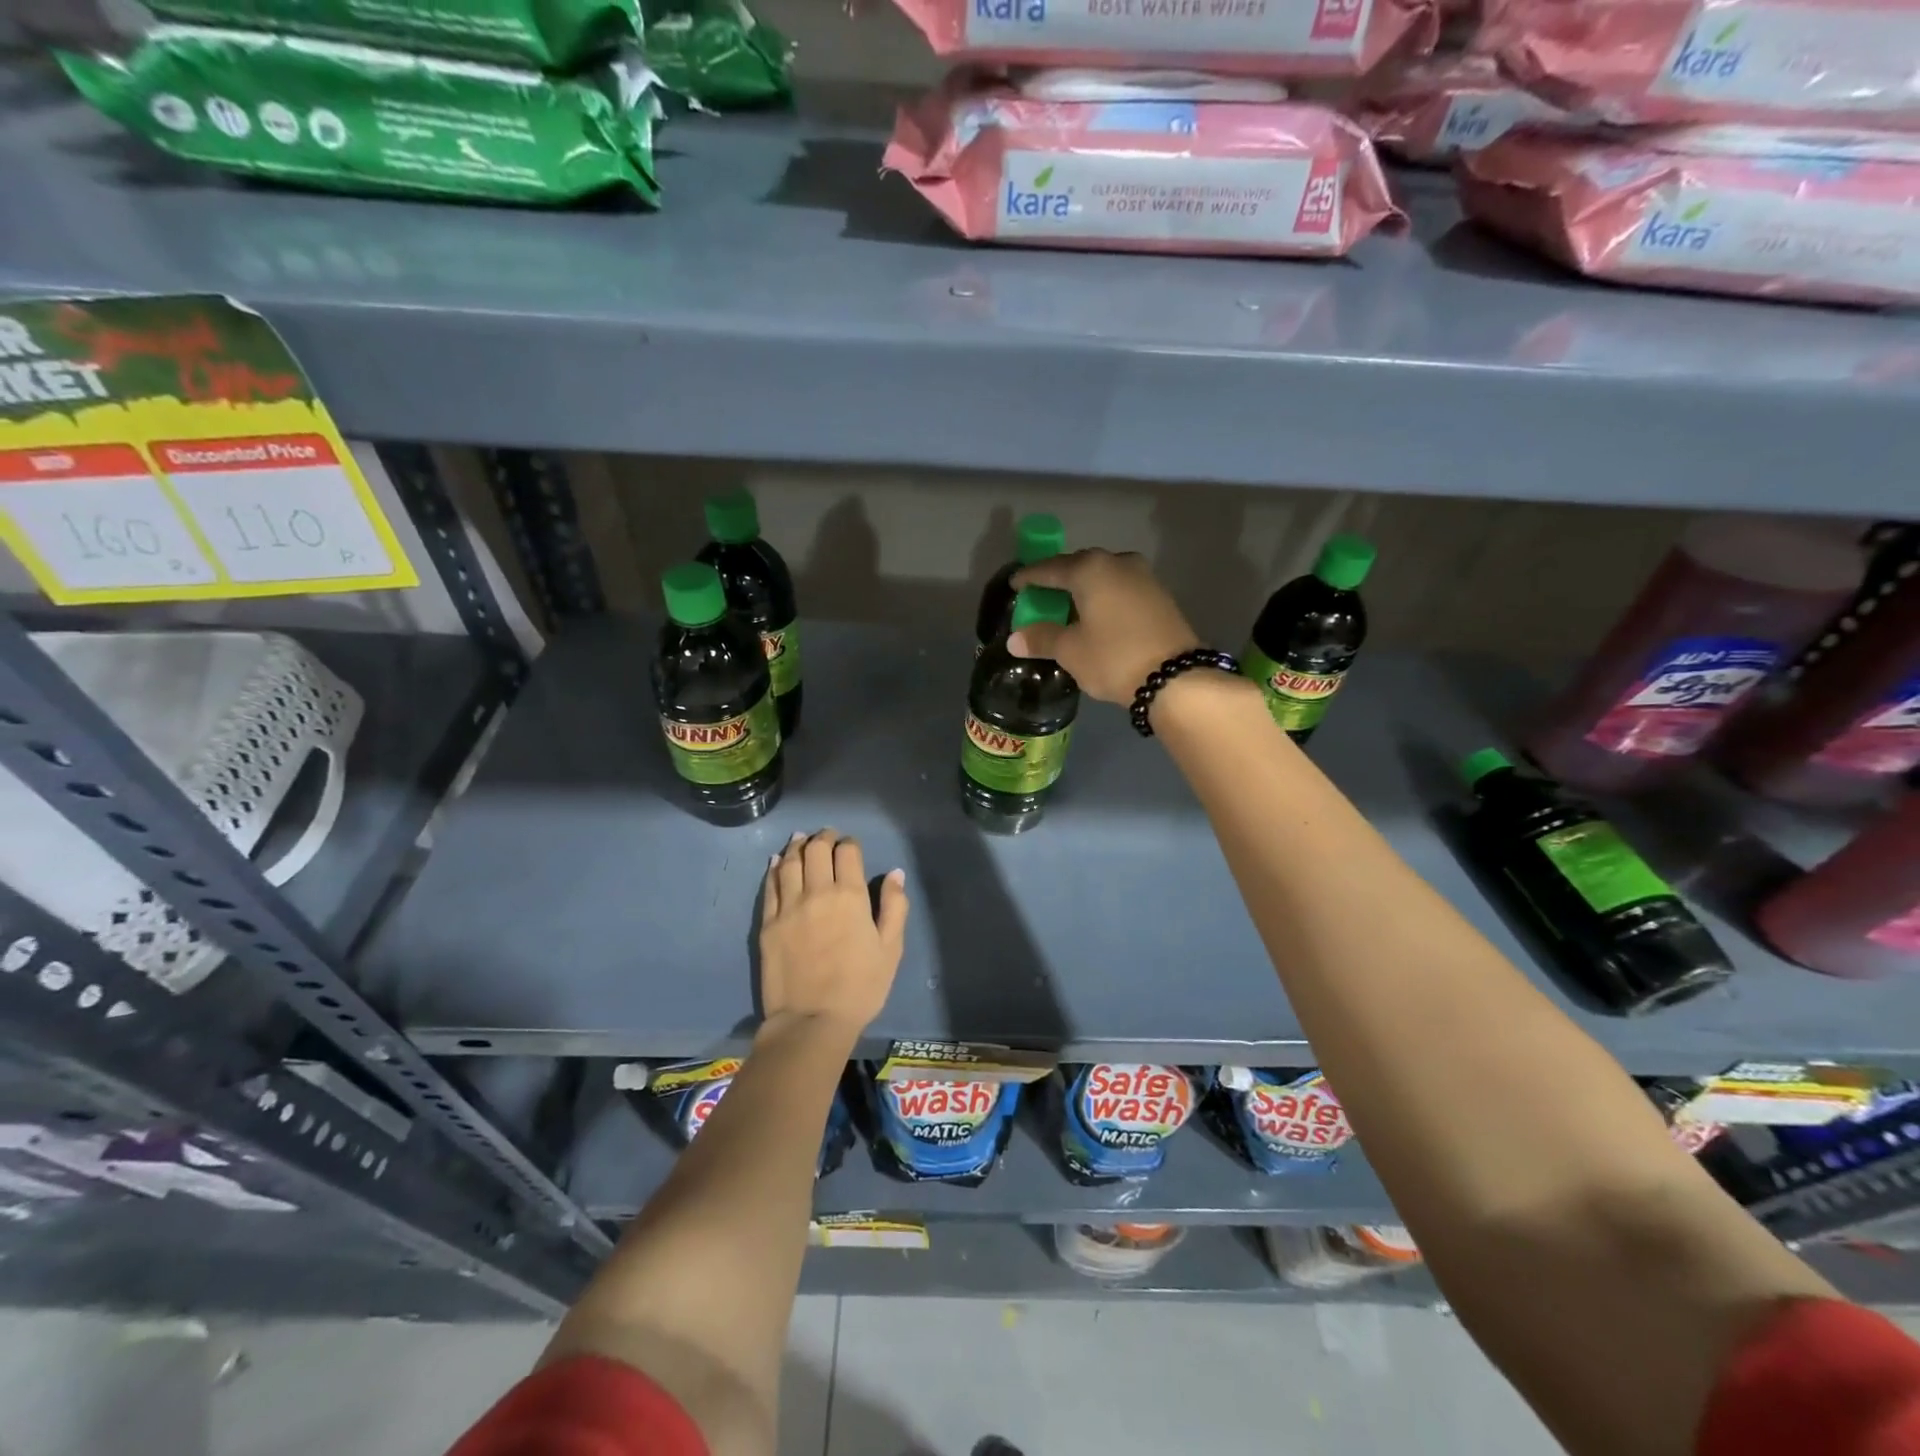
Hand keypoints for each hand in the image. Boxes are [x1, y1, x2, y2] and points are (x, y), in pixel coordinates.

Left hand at [759, 829, 907, 1034]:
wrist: (811, 1021)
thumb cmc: (860, 987)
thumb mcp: (891, 949)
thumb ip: (895, 907)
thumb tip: (895, 874)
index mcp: (850, 896)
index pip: (847, 852)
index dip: (850, 843)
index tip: (851, 846)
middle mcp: (817, 892)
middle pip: (816, 850)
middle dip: (823, 838)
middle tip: (827, 837)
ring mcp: (789, 906)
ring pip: (790, 862)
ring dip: (797, 846)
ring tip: (801, 839)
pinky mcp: (768, 923)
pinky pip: (770, 886)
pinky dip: (775, 868)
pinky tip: (777, 861)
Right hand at [1007, 549, 1201, 703]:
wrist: (1175, 677)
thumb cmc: (1114, 658)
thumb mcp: (1071, 651)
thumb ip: (1041, 639)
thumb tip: (1014, 639)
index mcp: (1090, 569)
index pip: (1050, 568)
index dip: (1029, 577)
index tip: (1015, 585)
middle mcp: (1117, 562)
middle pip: (1078, 566)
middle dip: (1057, 580)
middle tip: (1040, 596)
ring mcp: (1143, 576)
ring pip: (1102, 576)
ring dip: (1083, 589)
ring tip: (1067, 607)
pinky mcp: (1159, 594)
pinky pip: (1120, 588)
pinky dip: (1103, 597)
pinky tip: (1096, 615)